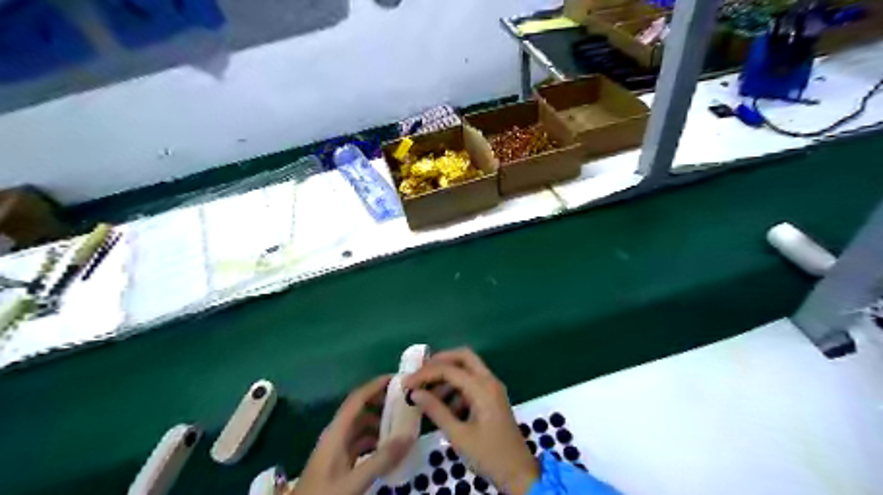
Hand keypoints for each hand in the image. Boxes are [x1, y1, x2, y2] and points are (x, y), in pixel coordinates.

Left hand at [293, 374, 412, 494]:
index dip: (376, 385)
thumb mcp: (354, 480)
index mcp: (336, 431)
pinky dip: (375, 439)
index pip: (358, 398)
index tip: (398, 379)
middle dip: (382, 402)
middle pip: (361, 409)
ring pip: (361, 426)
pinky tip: (389, 447)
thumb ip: (382, 459)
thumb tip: (409, 435)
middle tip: (406, 401)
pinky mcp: (339, 462)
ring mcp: (337, 449)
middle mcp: (336, 434)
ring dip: (380, 422)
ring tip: (402, 423)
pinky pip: (361, 442)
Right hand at [403, 347, 538, 494]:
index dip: (425, 374)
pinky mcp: (492, 398)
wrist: (519, 475)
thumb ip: (436, 410)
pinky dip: (456, 388)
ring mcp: (493, 389)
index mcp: (482, 388)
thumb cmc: (488, 455)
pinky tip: (443, 407)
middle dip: (439, 362)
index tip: (406, 384)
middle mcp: (489, 381)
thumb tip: (415, 393)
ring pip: (468, 369)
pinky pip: (472, 383)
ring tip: (427, 395)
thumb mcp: (458, 435)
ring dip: (447, 377)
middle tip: (419, 373)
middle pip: (463, 357)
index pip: (449, 370)